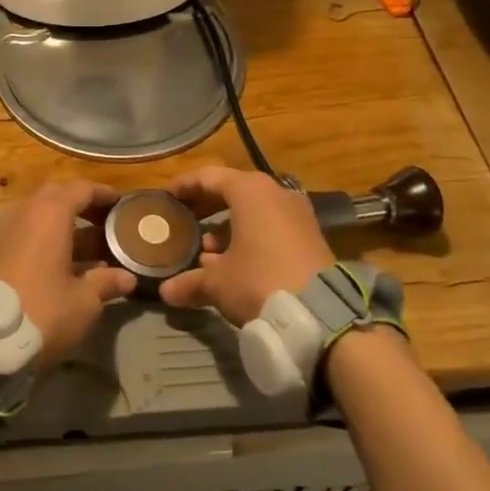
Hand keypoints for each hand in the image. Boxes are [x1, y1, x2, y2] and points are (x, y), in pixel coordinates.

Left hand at [0, 181, 136, 369]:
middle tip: (106, 222)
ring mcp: (9, 232)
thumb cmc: (44, 310)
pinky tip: (67, 265)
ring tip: (94, 247)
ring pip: (42, 216)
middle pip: (58, 196)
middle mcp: (27, 213)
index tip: (122, 204)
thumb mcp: (84, 301)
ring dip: (66, 225)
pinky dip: (50, 240)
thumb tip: (127, 277)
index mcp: (51, 214)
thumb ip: (106, 282)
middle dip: (83, 205)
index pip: (81, 189)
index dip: (104, 194)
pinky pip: (29, 233)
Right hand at [159, 166, 333, 327]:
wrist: (324, 314)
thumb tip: (167, 292)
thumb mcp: (218, 283)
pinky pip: (271, 227)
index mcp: (250, 191)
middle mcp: (276, 193)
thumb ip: (190, 282)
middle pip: (232, 190)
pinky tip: (234, 264)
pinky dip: (250, 237)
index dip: (184, 186)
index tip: (166, 197)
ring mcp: (297, 214)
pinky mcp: (310, 237)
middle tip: (183, 220)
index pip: (208, 177)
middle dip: (205, 206)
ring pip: (253, 211)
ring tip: (206, 253)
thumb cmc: (260, 281)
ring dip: (227, 227)